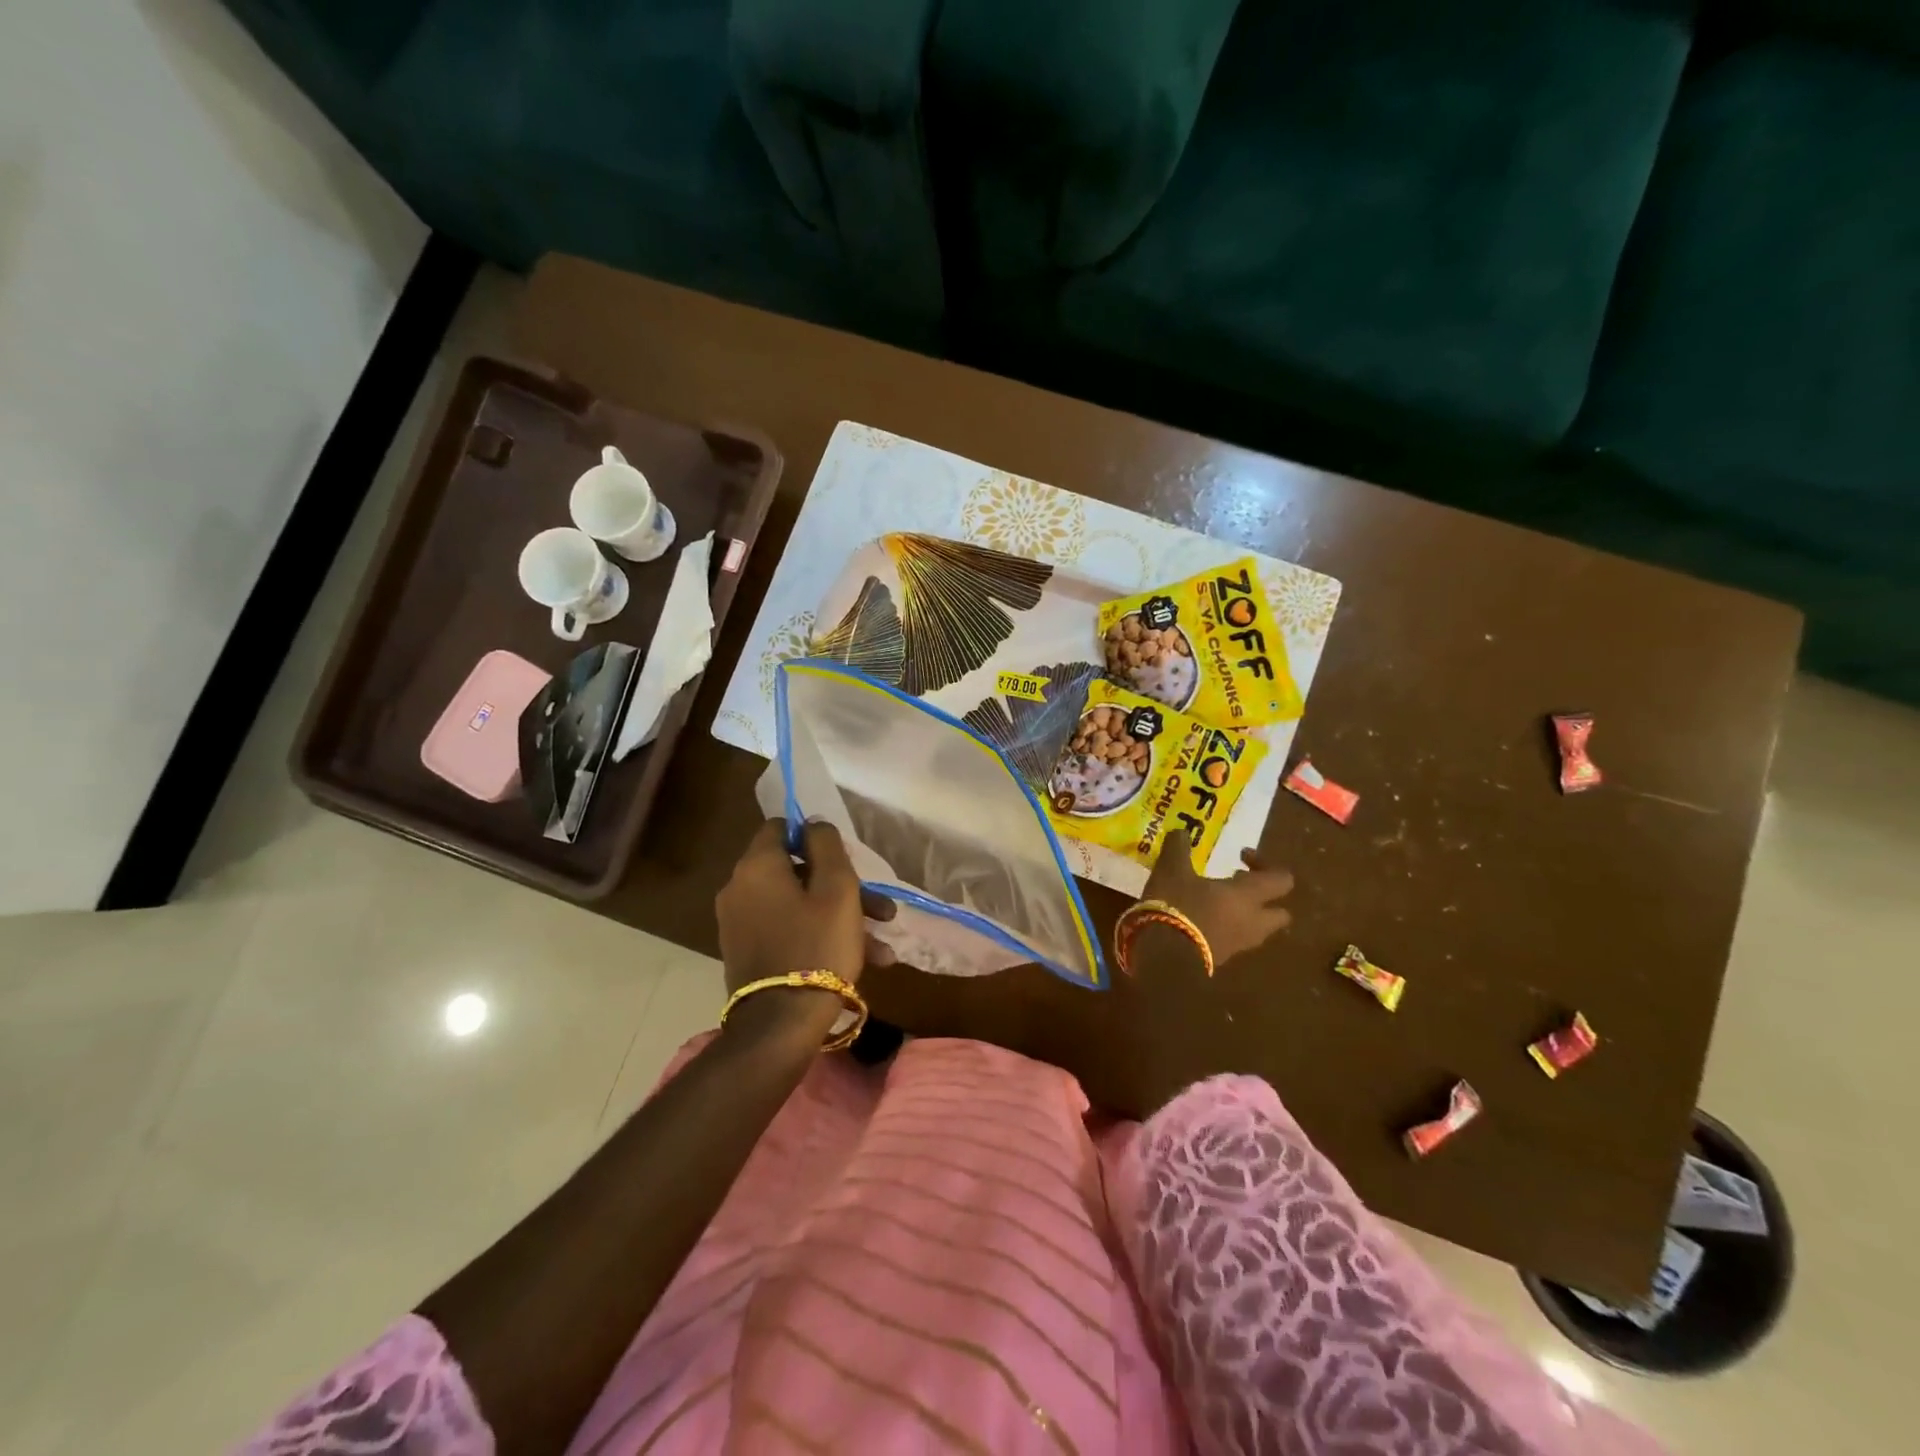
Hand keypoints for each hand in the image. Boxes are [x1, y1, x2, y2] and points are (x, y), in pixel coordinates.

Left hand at [716, 819, 897, 995]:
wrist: (781, 1025)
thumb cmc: (817, 946)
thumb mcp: (837, 888)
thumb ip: (827, 845)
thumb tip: (814, 824)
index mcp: (757, 866)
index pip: (779, 827)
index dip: (814, 835)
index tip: (844, 858)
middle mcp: (739, 889)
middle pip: (796, 871)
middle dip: (843, 886)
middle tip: (881, 909)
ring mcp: (739, 924)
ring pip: (798, 905)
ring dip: (840, 917)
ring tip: (881, 946)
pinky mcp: (747, 953)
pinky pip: (788, 930)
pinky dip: (819, 937)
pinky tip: (864, 962)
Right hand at [1143, 830, 1293, 966]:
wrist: (1163, 957)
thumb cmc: (1176, 904)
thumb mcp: (1171, 867)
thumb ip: (1178, 847)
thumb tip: (1181, 832)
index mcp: (1248, 896)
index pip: (1282, 880)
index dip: (1266, 865)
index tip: (1241, 857)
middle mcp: (1252, 922)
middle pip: (1279, 913)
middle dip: (1264, 898)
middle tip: (1236, 885)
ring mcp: (1239, 945)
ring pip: (1256, 929)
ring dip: (1243, 915)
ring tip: (1214, 902)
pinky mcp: (1221, 960)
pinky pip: (1234, 941)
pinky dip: (1224, 929)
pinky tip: (1198, 919)